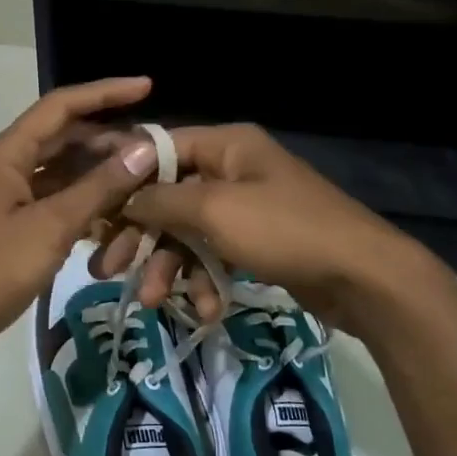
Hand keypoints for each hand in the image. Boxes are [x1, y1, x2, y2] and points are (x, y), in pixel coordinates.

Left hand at [0, 78, 161, 376]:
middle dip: (109, 141)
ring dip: (100, 175)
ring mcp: (11, 197)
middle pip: (64, 138)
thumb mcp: (51, 226)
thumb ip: (99, 187)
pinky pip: (58, 202)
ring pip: (64, 172)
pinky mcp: (16, 225)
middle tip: (155, 151)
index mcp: (7, 153)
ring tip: (145, 182)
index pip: (61, 106)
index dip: (105, 92)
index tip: (147, 87)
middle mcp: (7, 166)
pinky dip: (85, 204)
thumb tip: (144, 148)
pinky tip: (117, 216)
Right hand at [96, 124, 451, 335]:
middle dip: (141, 237)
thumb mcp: (215, 211)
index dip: (125, 179)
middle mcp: (234, 170)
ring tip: (153, 302)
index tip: (93, 211)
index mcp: (226, 145)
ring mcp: (247, 208)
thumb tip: (123, 196)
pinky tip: (206, 310)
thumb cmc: (285, 230)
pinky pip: (216, 255)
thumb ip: (162, 201)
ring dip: (170, 267)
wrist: (363, 277)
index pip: (159, 150)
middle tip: (107, 269)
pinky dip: (206, 281)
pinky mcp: (258, 243)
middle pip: (169, 197)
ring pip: (189, 232)